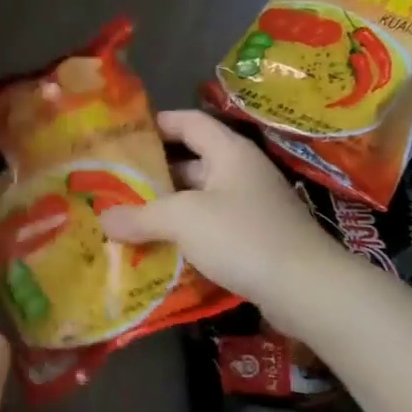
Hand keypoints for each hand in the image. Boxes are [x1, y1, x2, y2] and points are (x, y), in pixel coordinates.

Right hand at [99, 110, 342, 315]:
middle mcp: (242, 173)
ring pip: (200, 199)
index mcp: (229, 152)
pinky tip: (161, 248)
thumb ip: (140, 216)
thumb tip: (104, 219)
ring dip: (169, 207)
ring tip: (130, 217)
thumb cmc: (242, 236)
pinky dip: (187, 233)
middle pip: (192, 162)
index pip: (189, 122)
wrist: (308, 289)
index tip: (125, 134)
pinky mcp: (256, 239)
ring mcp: (252, 207)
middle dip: (155, 172)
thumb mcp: (183, 220)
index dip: (158, 123)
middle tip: (117, 183)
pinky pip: (212, 227)